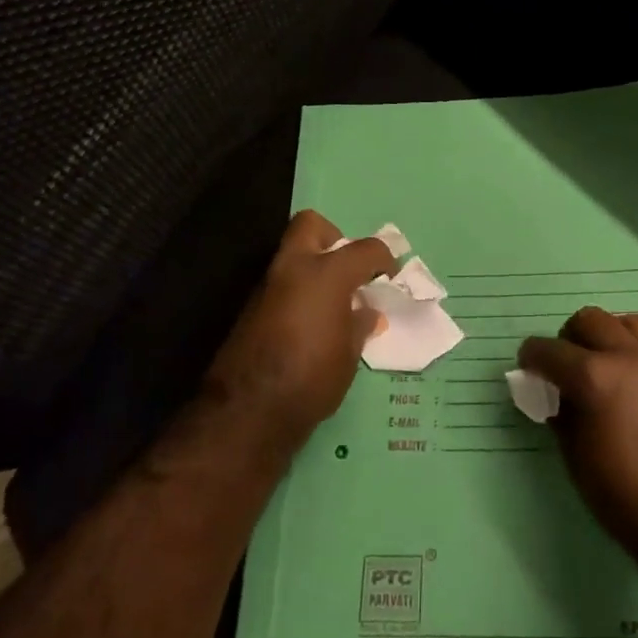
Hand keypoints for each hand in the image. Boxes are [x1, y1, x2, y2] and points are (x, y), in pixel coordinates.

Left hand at [200, 210, 394, 450]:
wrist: (249, 411)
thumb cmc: (312, 378)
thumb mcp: (349, 354)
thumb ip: (360, 325)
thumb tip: (367, 313)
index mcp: (326, 274)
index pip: (365, 249)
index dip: (384, 259)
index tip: (389, 276)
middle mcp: (293, 269)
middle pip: (311, 226)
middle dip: (333, 238)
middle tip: (349, 269)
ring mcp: (267, 287)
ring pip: (292, 256)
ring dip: (313, 268)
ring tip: (334, 303)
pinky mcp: (251, 309)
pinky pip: (282, 285)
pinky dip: (299, 292)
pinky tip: (312, 323)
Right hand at [520, 308, 637, 557]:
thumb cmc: (625, 496)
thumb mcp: (576, 458)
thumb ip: (561, 415)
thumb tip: (554, 395)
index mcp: (595, 377)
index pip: (550, 350)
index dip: (531, 357)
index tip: (527, 368)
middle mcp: (629, 356)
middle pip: (589, 320)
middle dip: (568, 339)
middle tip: (564, 368)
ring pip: (626, 321)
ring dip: (606, 335)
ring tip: (601, 364)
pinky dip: (634, 348)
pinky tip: (630, 379)